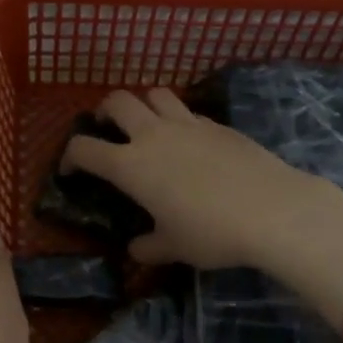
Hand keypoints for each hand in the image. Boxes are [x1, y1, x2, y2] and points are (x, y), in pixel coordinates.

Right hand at [63, 88, 342, 321]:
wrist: (272, 209)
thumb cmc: (211, 232)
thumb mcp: (174, 247)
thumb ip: (149, 246)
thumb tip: (136, 249)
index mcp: (130, 165)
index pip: (84, 149)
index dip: (69, 157)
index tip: (70, 170)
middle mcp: (153, 135)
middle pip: (117, 101)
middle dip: (104, 112)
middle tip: (106, 129)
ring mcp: (188, 124)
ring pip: (155, 94)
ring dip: (143, 104)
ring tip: (146, 125)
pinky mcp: (218, 124)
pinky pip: (188, 112)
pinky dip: (178, 119)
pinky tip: (189, 143)